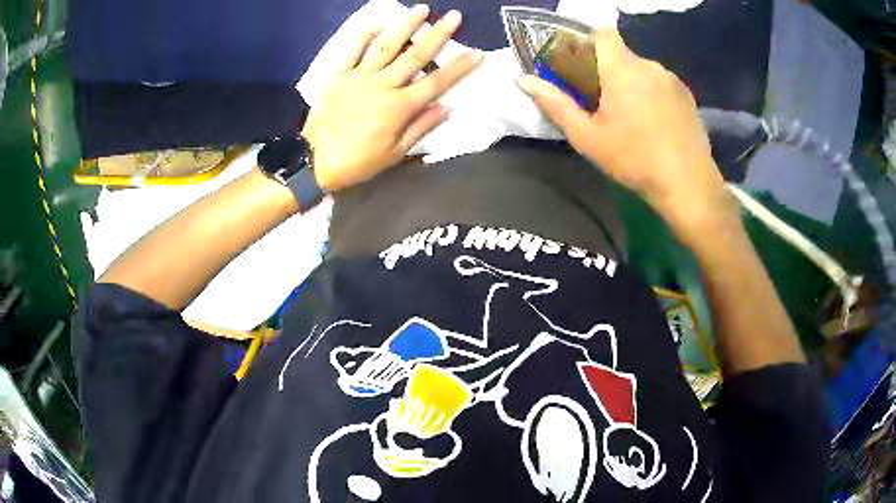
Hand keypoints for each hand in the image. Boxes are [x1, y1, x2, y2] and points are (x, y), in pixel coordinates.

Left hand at [302, 5, 482, 192]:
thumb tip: (445, 108)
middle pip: (416, 55)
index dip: (459, 67)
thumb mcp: (395, 153)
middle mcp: (383, 85)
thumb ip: (421, 128)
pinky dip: (364, 36)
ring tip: (421, 9)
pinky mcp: (338, 75)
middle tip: (454, 15)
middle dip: (438, 34)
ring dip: (405, 26)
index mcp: (399, 107)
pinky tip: (377, 24)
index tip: (477, 52)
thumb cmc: (358, 161)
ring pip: (387, 46)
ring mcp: (359, 76)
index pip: (436, 82)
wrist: (313, 160)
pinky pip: (352, 50)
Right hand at [516, 28, 729, 243]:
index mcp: (622, 69)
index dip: (588, 42)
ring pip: (641, 69)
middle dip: (608, 70)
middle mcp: (649, 65)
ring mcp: (672, 79)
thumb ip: (555, 104)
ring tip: (632, 117)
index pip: (602, 32)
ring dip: (631, 83)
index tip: (582, 66)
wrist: (688, 185)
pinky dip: (652, 92)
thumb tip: (523, 80)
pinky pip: (661, 82)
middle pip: (621, 54)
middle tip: (603, 103)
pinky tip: (654, 122)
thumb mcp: (588, 137)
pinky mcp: (687, 94)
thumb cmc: (635, 161)